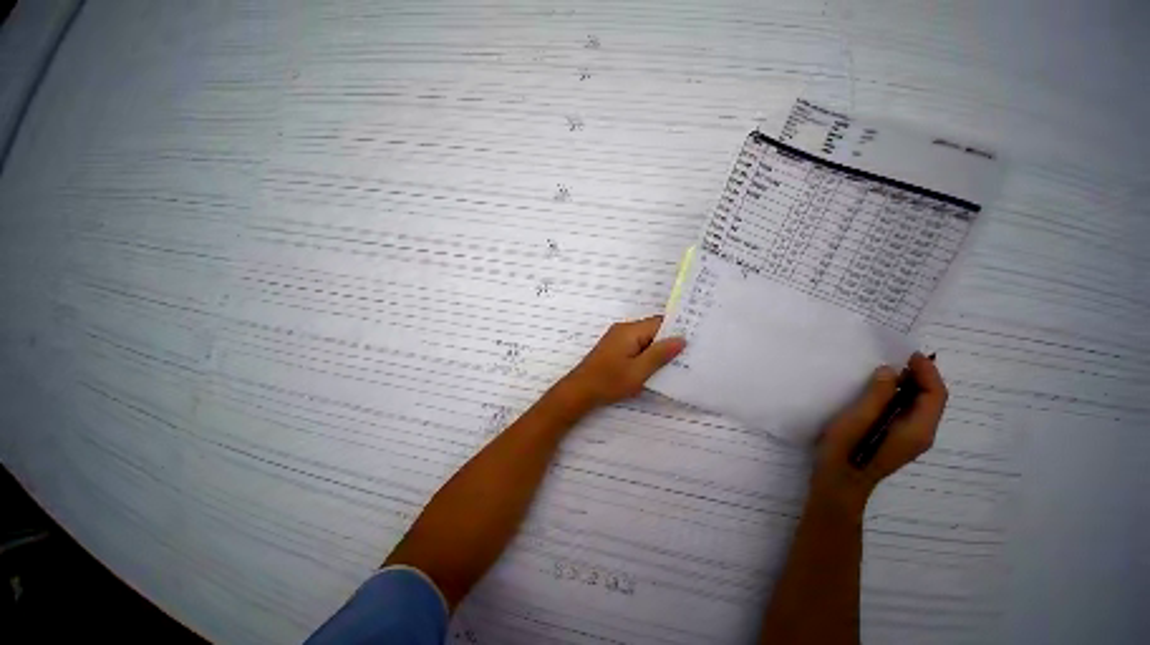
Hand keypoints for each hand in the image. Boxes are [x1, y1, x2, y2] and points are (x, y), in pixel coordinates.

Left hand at [553, 316, 685, 412]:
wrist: (580, 390)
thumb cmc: (609, 381)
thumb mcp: (639, 371)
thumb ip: (660, 354)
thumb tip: (681, 339)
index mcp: (630, 331)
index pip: (660, 322)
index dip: (677, 329)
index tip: (694, 339)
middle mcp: (624, 329)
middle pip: (653, 329)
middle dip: (668, 340)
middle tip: (688, 353)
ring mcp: (617, 338)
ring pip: (645, 338)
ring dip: (657, 348)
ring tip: (676, 361)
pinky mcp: (614, 347)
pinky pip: (636, 345)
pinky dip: (646, 353)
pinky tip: (655, 366)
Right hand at [810, 352, 947, 510]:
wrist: (839, 483)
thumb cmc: (846, 451)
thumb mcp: (858, 420)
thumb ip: (877, 395)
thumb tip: (889, 371)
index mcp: (917, 429)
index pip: (935, 395)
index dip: (926, 371)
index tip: (908, 354)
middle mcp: (922, 434)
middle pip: (932, 400)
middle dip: (921, 376)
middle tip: (897, 358)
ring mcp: (911, 439)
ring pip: (921, 406)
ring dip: (911, 385)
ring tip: (889, 370)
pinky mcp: (899, 439)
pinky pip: (910, 412)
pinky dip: (902, 396)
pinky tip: (882, 391)